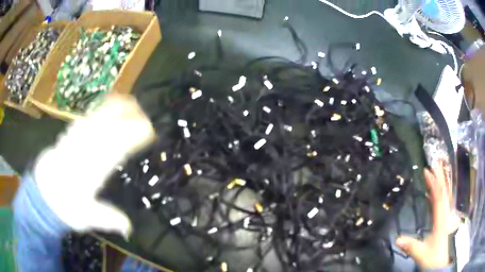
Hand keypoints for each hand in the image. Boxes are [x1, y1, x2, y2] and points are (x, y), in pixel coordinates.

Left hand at [34, 95, 154, 237]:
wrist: (44, 191)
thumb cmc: (66, 206)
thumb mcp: (86, 219)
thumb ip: (107, 219)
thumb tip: (129, 227)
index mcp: (89, 171)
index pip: (113, 150)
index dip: (131, 139)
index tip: (148, 133)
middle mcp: (82, 151)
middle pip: (106, 130)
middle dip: (127, 120)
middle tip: (146, 117)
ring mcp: (75, 139)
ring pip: (97, 119)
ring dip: (115, 110)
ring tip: (132, 103)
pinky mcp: (70, 134)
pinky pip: (87, 117)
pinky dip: (100, 108)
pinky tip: (109, 103)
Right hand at [396, 168, 450, 269]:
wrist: (440, 264)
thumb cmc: (433, 258)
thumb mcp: (422, 253)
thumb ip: (411, 246)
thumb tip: (397, 239)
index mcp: (441, 219)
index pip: (438, 196)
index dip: (433, 182)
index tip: (427, 171)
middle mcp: (445, 214)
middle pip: (444, 192)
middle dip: (440, 177)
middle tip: (435, 163)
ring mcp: (445, 217)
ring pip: (445, 196)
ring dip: (441, 183)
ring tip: (436, 172)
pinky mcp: (443, 221)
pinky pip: (442, 203)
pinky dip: (439, 194)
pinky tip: (433, 193)